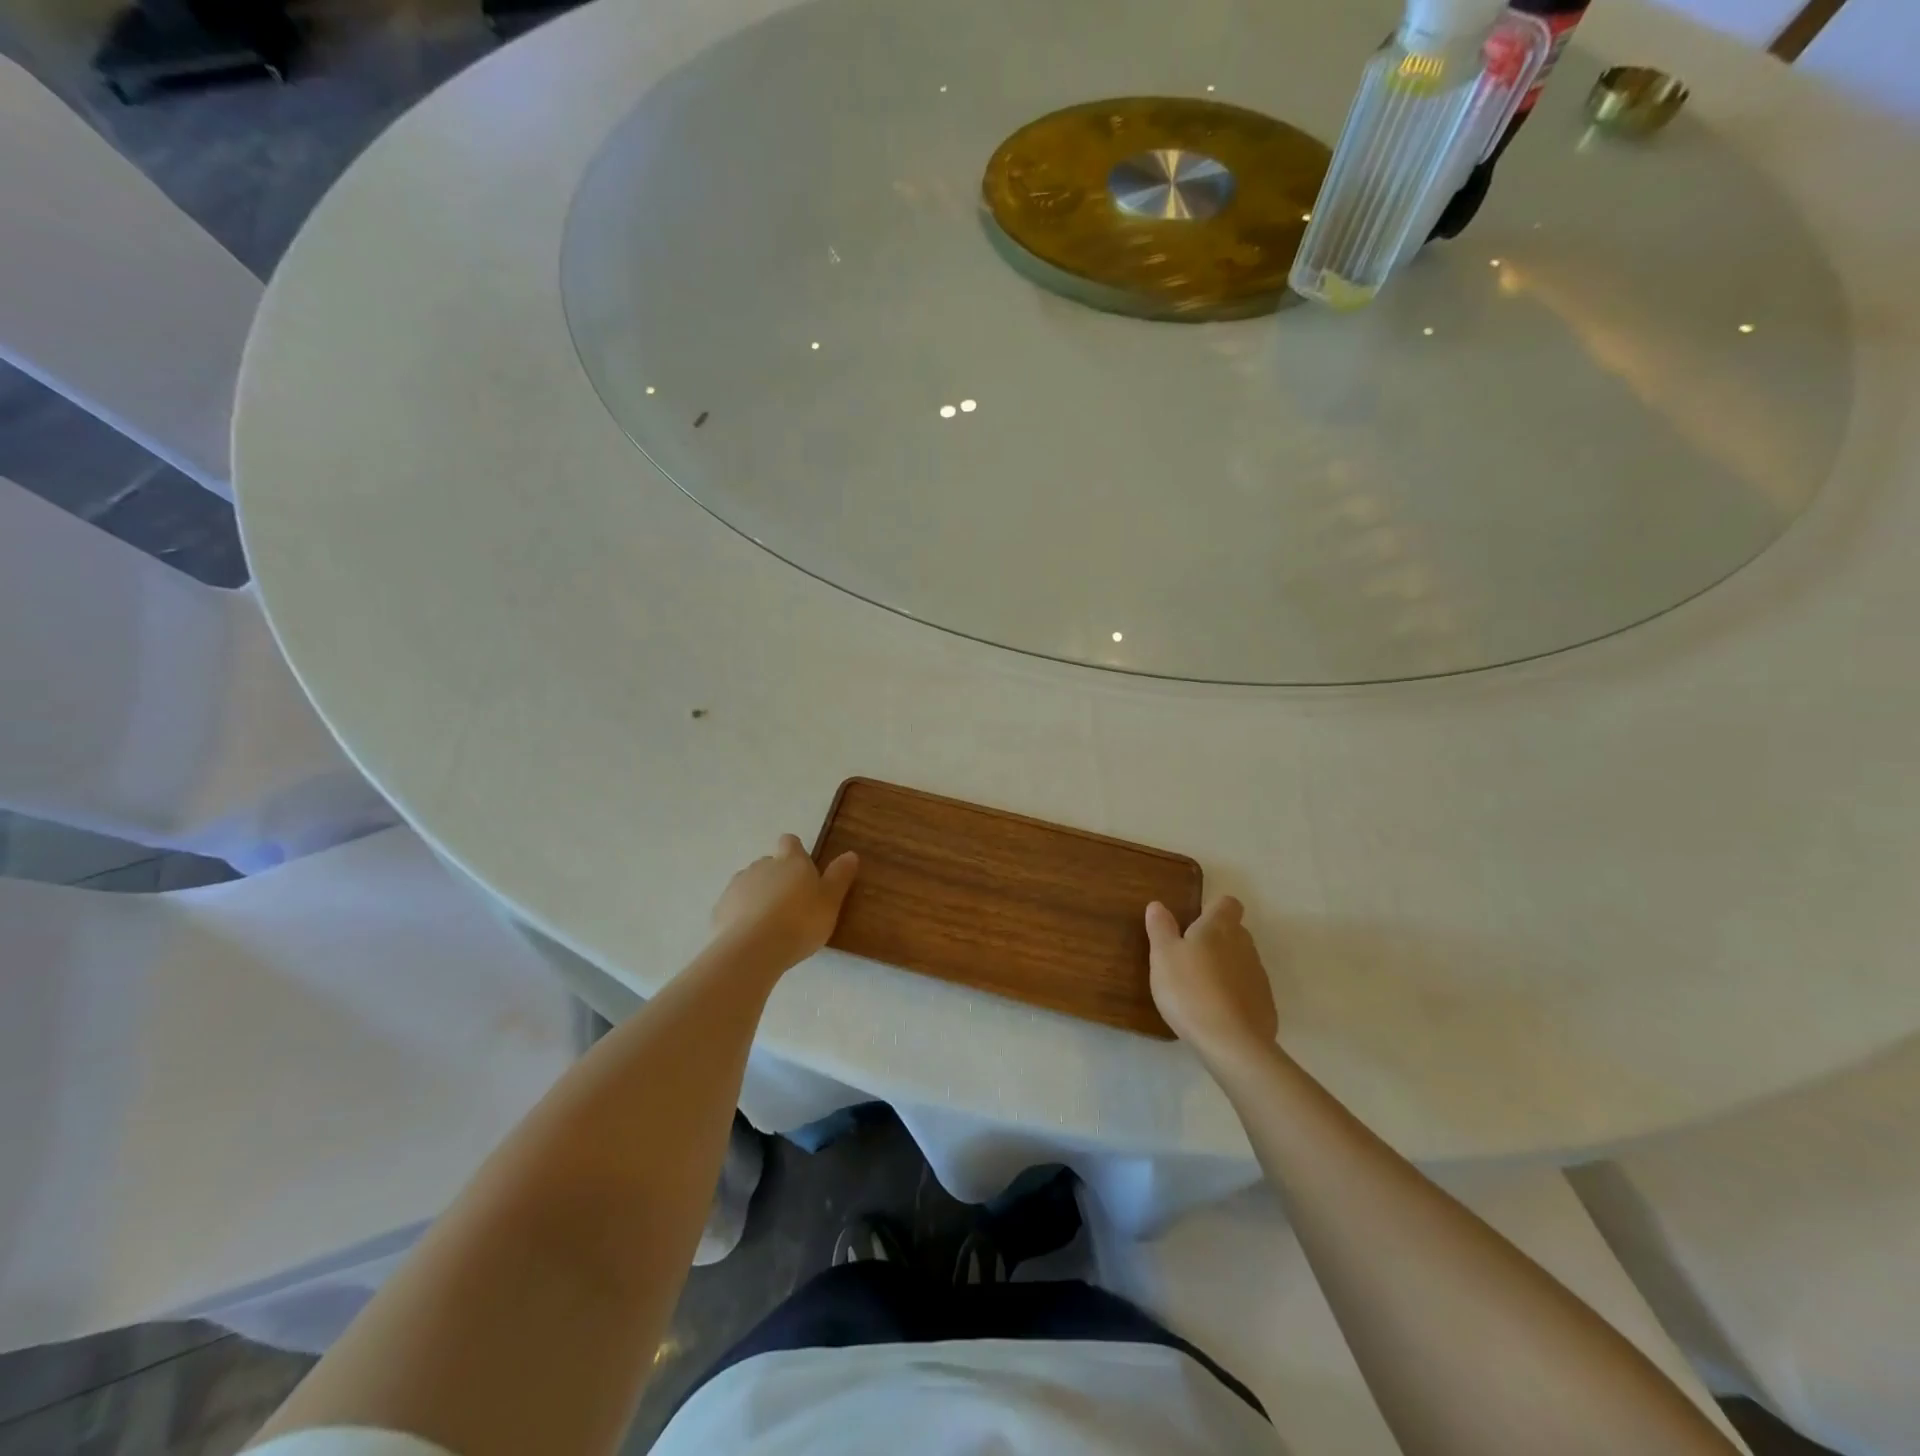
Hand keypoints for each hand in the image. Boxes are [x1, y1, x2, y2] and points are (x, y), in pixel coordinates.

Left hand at [710, 834, 858, 972]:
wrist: (751, 950)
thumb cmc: (799, 922)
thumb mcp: (830, 901)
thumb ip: (839, 877)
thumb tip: (850, 854)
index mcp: (790, 861)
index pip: (790, 842)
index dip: (795, 851)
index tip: (802, 868)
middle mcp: (762, 865)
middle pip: (770, 863)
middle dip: (778, 878)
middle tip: (792, 903)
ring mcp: (737, 886)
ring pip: (750, 884)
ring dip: (759, 896)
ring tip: (771, 923)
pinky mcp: (720, 908)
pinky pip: (735, 906)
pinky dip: (742, 915)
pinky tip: (752, 935)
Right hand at [1146, 896, 1278, 1067]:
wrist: (1231, 1043)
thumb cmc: (1189, 990)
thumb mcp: (1162, 956)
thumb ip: (1161, 928)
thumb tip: (1158, 905)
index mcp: (1219, 927)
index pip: (1227, 903)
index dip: (1212, 909)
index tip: (1194, 924)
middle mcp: (1244, 945)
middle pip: (1234, 932)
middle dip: (1216, 940)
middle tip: (1188, 959)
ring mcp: (1258, 976)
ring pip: (1241, 962)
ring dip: (1224, 968)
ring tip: (1199, 990)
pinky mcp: (1265, 1005)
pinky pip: (1247, 990)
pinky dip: (1234, 995)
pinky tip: (1215, 1014)